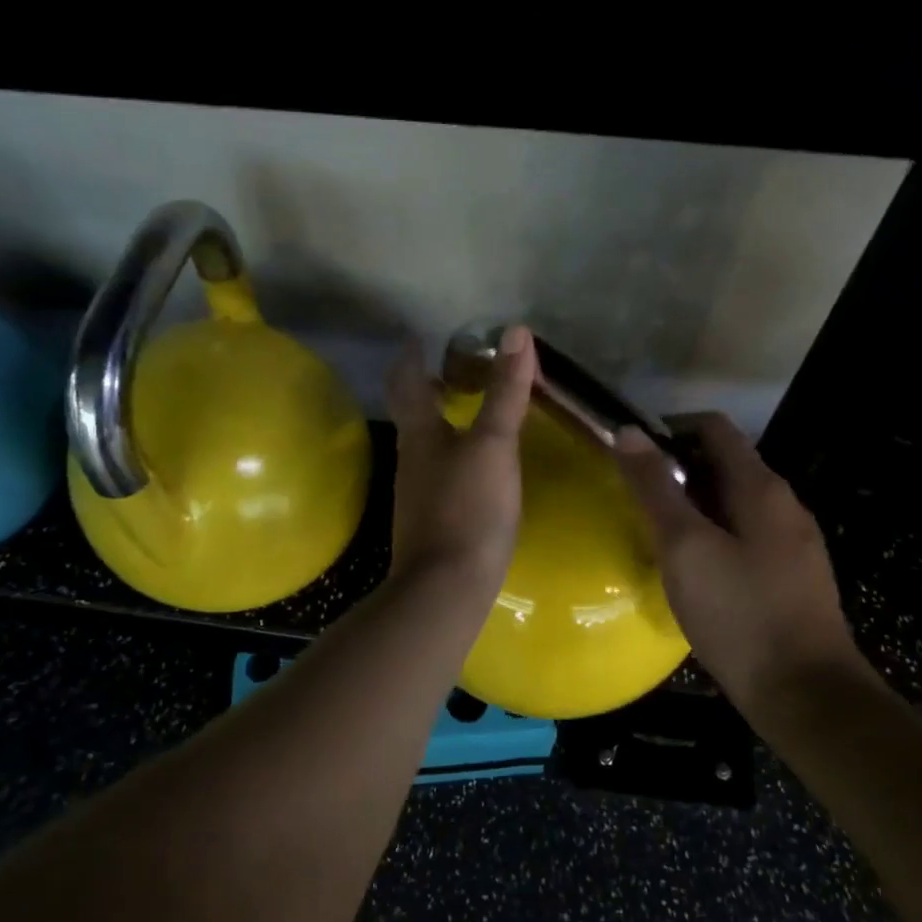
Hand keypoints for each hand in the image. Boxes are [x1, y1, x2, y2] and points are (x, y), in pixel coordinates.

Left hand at [385, 324, 536, 590]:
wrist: (445, 589)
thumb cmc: (469, 508)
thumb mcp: (494, 446)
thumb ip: (505, 393)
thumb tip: (515, 333)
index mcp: (419, 433)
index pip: (406, 380)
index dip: (412, 354)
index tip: (422, 336)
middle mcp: (411, 457)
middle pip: (412, 412)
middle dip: (428, 387)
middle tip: (456, 369)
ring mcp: (417, 492)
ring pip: (425, 443)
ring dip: (443, 421)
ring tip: (473, 411)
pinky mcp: (431, 520)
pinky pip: (440, 473)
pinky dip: (455, 455)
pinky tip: (477, 465)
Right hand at [614, 413, 864, 696]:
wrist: (805, 696)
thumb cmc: (739, 613)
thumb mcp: (685, 546)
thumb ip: (655, 486)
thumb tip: (627, 430)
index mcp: (760, 487)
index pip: (713, 427)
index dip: (669, 428)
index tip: (631, 453)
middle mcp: (784, 504)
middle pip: (723, 464)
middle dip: (677, 470)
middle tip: (634, 497)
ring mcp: (793, 542)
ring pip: (732, 503)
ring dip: (693, 505)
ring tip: (655, 532)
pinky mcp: (792, 577)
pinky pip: (745, 536)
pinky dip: (712, 536)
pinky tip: (691, 569)